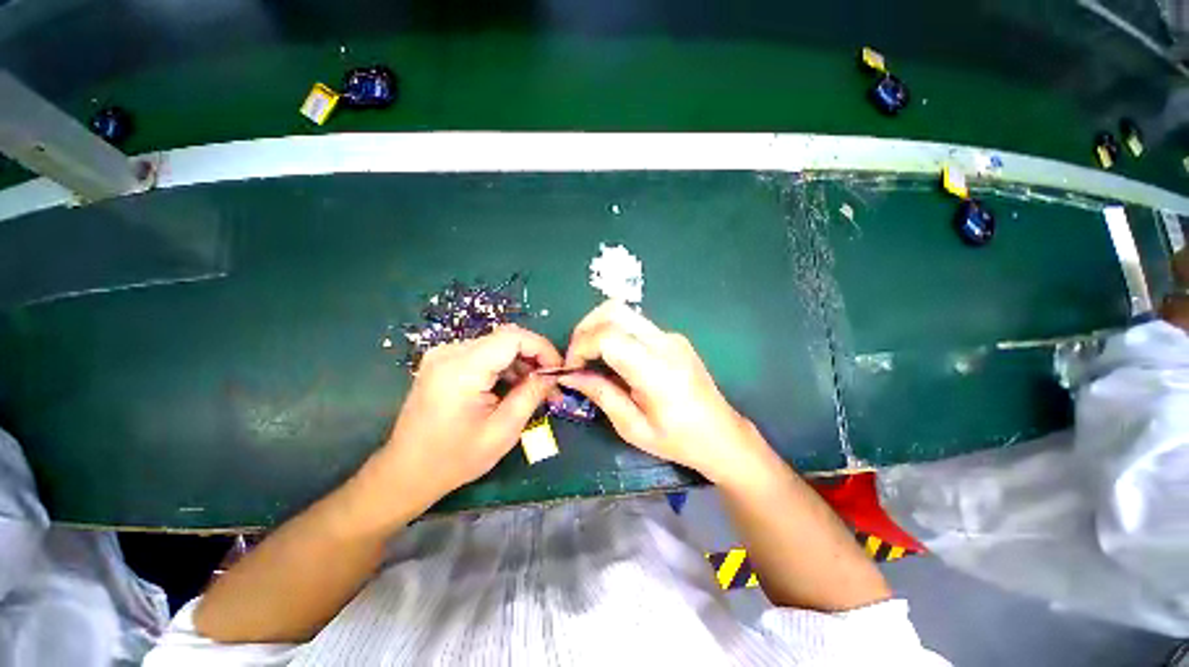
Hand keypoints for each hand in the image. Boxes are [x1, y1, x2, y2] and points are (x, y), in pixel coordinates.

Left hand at [369, 324, 562, 510]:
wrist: (406, 472)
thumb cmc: (455, 458)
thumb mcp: (503, 431)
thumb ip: (531, 395)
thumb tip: (551, 375)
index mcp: (462, 368)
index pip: (513, 337)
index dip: (542, 348)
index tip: (557, 370)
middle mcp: (450, 352)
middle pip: (505, 339)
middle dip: (533, 358)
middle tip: (550, 385)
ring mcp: (444, 355)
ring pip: (496, 346)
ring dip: (520, 364)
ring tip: (534, 390)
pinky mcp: (444, 363)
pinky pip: (483, 355)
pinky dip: (503, 367)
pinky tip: (512, 388)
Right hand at [559, 301, 768, 484]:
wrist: (721, 435)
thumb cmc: (677, 439)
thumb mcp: (632, 426)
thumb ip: (600, 394)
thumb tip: (570, 375)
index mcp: (655, 370)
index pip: (607, 336)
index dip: (580, 346)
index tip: (571, 368)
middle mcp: (664, 343)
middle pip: (613, 310)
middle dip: (584, 328)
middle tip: (576, 356)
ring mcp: (671, 336)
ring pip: (623, 312)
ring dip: (598, 328)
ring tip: (590, 357)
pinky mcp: (673, 337)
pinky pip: (635, 325)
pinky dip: (615, 333)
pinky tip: (614, 359)